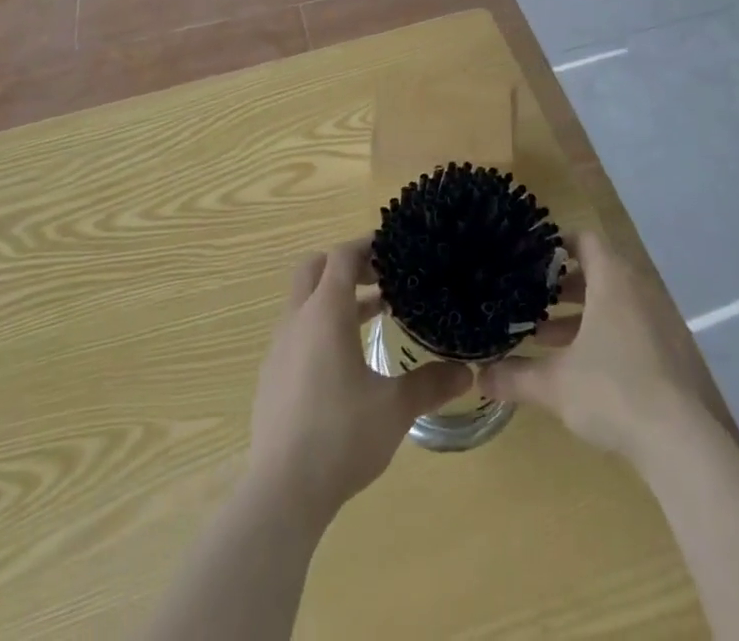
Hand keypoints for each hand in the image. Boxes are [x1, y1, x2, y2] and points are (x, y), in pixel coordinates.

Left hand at [247, 237, 471, 518]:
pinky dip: (320, 327)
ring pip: (304, 301)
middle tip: (380, 277)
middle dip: (346, 264)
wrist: (281, 493)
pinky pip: (296, 332)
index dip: (367, 245)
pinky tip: (345, 362)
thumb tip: (467, 372)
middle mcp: (297, 320)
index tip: (394, 248)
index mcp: (325, 313)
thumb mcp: (395, 408)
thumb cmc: (341, 437)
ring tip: (374, 315)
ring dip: (335, 298)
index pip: (342, 256)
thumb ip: (431, 384)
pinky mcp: (271, 376)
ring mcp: (279, 349)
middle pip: (314, 268)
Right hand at [481, 231, 724, 468]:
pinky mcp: (669, 352)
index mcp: (612, 280)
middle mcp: (638, 290)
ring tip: (545, 337)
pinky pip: (630, 327)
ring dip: (581, 315)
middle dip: (563, 285)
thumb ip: (515, 376)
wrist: (682, 442)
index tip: (531, 258)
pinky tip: (580, 368)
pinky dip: (604, 335)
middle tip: (531, 298)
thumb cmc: (612, 391)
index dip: (558, 244)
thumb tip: (478, 376)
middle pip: (598, 271)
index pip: (585, 240)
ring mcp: (658, 321)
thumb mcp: (554, 384)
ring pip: (613, 303)